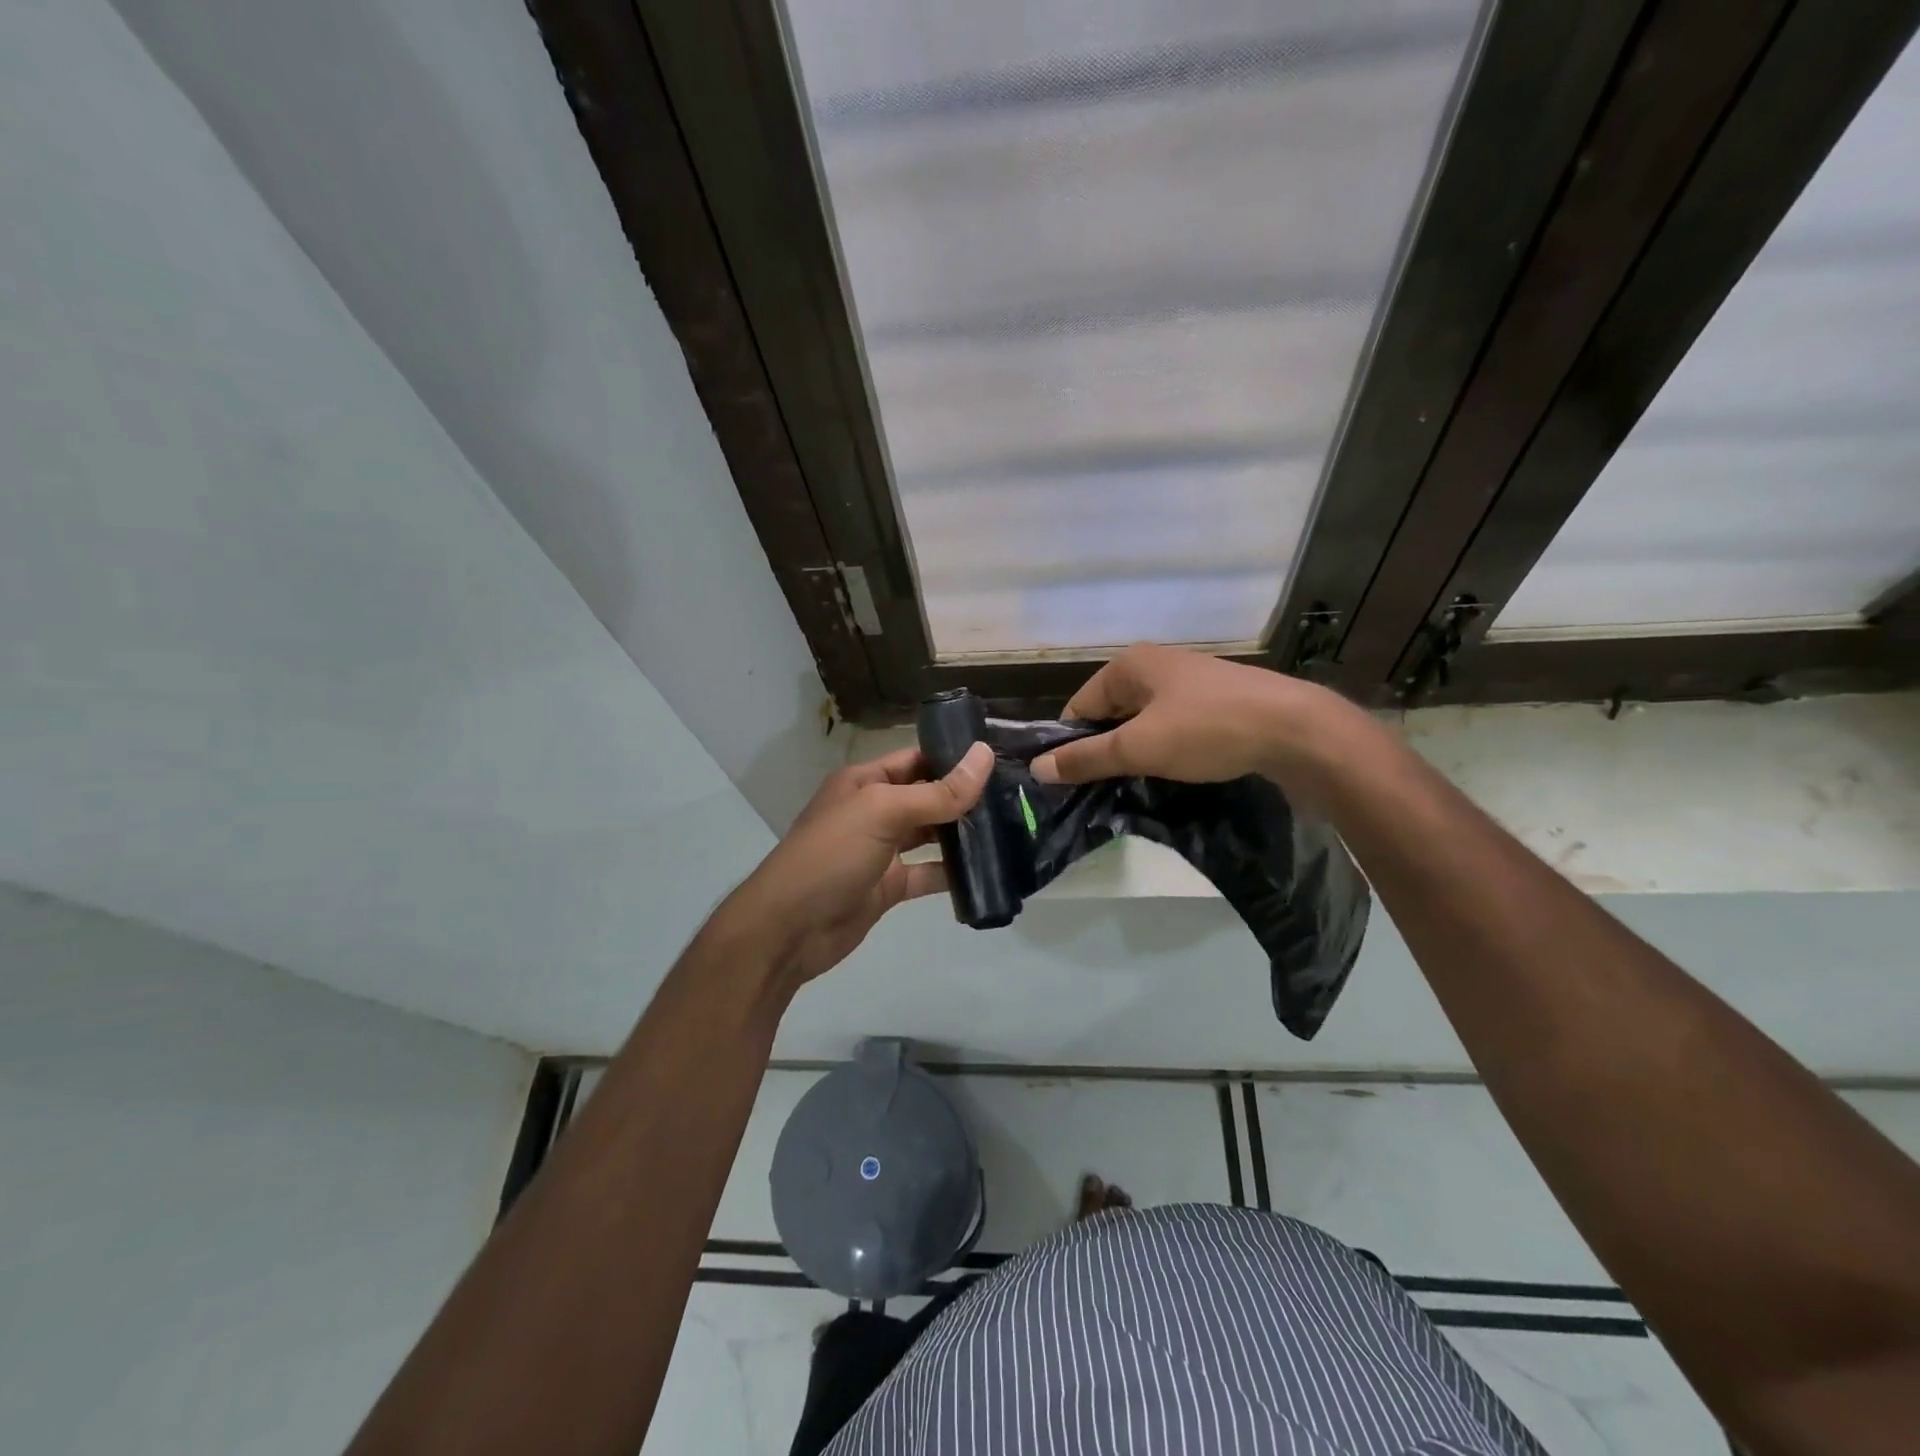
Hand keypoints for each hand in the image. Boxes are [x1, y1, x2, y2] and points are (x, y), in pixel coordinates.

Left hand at [719, 742, 993, 986]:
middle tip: (1017, 796)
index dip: (954, 757)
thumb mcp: (883, 813)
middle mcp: (874, 811)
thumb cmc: (831, 856)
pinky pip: (927, 874)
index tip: (1001, 759)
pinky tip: (987, 872)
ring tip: (1012, 829)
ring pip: (930, 836)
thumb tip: (984, 755)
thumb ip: (937, 791)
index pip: (917, 759)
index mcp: (865, 782)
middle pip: (927, 796)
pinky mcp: (888, 887)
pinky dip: (952, 874)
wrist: (788, 930)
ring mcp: (881, 851)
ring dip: (963, 834)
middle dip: (965, 797)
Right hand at [1029, 643, 1356, 791]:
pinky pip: (1172, 725)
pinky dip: (1164, 748)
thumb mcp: (1139, 748)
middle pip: (1110, 713)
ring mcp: (1188, 681)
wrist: (1296, 729)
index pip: (1079, 707)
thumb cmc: (1207, 730)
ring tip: (1136, 785)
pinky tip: (1172, 771)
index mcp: (1129, 664)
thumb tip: (1037, 768)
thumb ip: (1086, 758)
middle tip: (1103, 790)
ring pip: (1142, 721)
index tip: (1072, 783)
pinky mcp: (1214, 700)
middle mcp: (1155, 665)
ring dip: (1135, 751)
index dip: (1071, 744)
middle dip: (1104, 749)